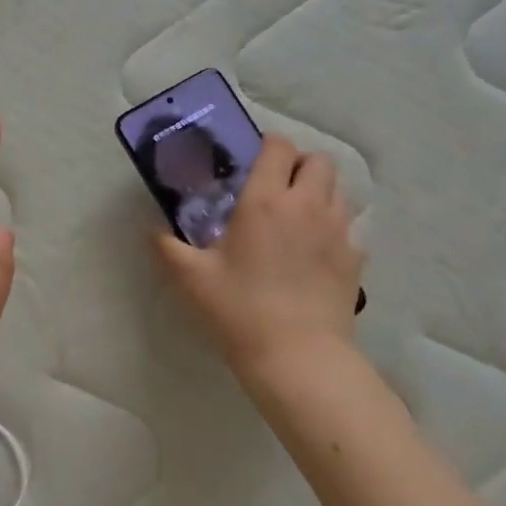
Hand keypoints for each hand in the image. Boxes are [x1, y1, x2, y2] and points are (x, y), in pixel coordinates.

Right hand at [156, 135, 365, 390]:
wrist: (299, 359)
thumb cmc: (240, 311)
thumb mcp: (192, 278)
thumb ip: (166, 247)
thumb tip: (150, 230)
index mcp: (265, 200)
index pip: (278, 147)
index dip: (266, 146)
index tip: (251, 163)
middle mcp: (307, 205)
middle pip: (317, 160)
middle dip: (297, 165)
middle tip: (275, 188)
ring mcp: (337, 231)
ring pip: (338, 189)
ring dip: (318, 192)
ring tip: (296, 216)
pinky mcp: (355, 259)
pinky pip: (348, 226)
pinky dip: (333, 227)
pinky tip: (315, 251)